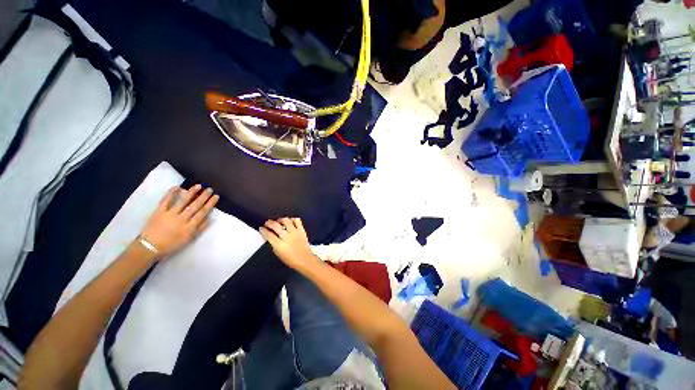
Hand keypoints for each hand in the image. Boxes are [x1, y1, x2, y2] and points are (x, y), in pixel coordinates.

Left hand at [139, 184, 219, 256]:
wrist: (149, 247)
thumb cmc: (171, 244)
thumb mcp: (188, 239)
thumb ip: (200, 228)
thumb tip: (209, 218)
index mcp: (190, 227)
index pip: (202, 213)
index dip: (210, 204)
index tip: (216, 196)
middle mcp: (182, 219)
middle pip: (195, 206)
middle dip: (203, 196)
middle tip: (210, 189)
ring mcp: (170, 214)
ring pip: (183, 201)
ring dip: (191, 193)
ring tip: (198, 186)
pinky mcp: (159, 211)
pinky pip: (165, 200)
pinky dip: (171, 193)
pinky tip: (177, 187)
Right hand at [260, 218, 316, 268]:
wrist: (304, 259)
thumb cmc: (291, 259)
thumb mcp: (278, 253)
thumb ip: (273, 244)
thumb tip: (269, 236)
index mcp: (279, 245)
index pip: (268, 234)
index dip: (263, 230)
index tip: (262, 228)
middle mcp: (287, 237)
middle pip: (275, 225)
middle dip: (269, 223)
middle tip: (267, 223)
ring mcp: (295, 232)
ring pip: (286, 220)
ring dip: (280, 219)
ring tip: (278, 221)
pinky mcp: (301, 230)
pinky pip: (297, 220)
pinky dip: (292, 219)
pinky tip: (290, 221)